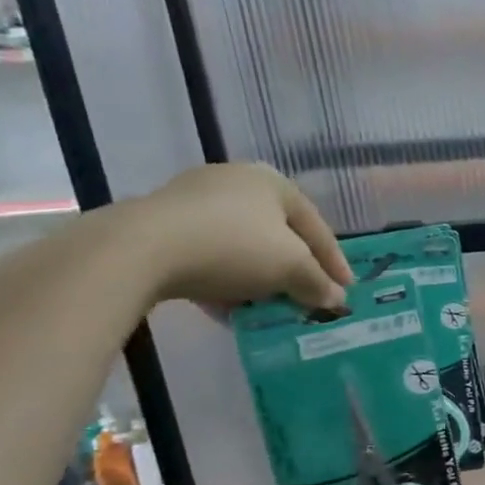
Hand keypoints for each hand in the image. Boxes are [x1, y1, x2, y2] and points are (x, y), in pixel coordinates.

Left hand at [125, 164, 351, 310]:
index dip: (335, 262)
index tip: (345, 290)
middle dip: (294, 268)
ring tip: (267, 304)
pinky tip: (227, 305)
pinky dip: (224, 277)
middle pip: (278, 233)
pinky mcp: (160, 222)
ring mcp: (193, 199)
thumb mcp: (290, 268)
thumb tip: (336, 300)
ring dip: (258, 276)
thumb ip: (318, 283)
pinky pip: (207, 252)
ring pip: (242, 243)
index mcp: (273, 182)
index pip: (316, 226)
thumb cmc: (233, 247)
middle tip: (307, 295)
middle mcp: (236, 180)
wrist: (139, 249)